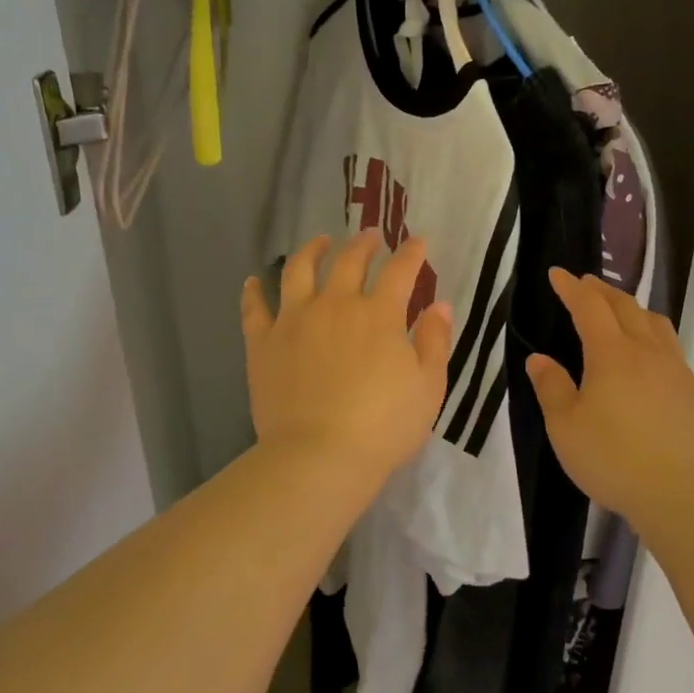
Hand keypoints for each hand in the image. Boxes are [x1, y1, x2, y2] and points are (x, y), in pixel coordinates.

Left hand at [242, 232, 453, 486]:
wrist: (319, 455)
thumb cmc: (383, 426)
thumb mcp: (428, 387)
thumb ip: (434, 342)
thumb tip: (439, 305)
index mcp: (378, 315)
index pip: (400, 271)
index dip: (411, 253)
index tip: (417, 242)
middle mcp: (335, 305)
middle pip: (349, 261)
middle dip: (364, 244)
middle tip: (371, 237)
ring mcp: (294, 320)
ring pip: (299, 270)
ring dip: (312, 250)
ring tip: (319, 242)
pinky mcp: (263, 342)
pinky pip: (255, 308)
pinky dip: (254, 291)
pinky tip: (254, 281)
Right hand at [526, 269, 693, 522]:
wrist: (679, 493)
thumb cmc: (611, 458)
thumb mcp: (565, 426)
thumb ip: (551, 387)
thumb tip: (539, 359)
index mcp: (611, 354)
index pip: (589, 306)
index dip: (571, 288)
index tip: (557, 274)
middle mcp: (647, 352)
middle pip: (625, 307)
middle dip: (602, 291)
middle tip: (585, 285)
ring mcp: (676, 370)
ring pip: (655, 323)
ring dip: (633, 309)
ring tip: (621, 311)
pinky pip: (671, 349)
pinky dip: (653, 336)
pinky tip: (649, 357)